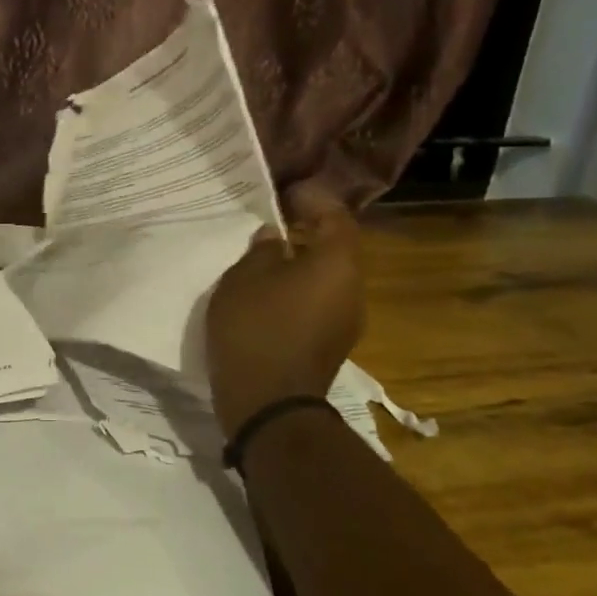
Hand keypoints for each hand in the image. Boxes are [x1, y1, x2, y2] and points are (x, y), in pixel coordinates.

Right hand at [205, 185, 365, 434]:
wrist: (269, 404)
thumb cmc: (256, 329)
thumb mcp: (244, 278)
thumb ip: (261, 250)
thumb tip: (274, 237)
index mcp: (336, 264)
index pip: (335, 216)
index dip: (313, 199)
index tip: (286, 191)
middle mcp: (352, 289)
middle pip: (335, 248)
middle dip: (307, 231)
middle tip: (272, 221)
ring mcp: (345, 320)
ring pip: (326, 277)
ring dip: (301, 262)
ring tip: (265, 256)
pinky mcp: (330, 344)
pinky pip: (318, 302)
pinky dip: (298, 289)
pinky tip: (268, 292)